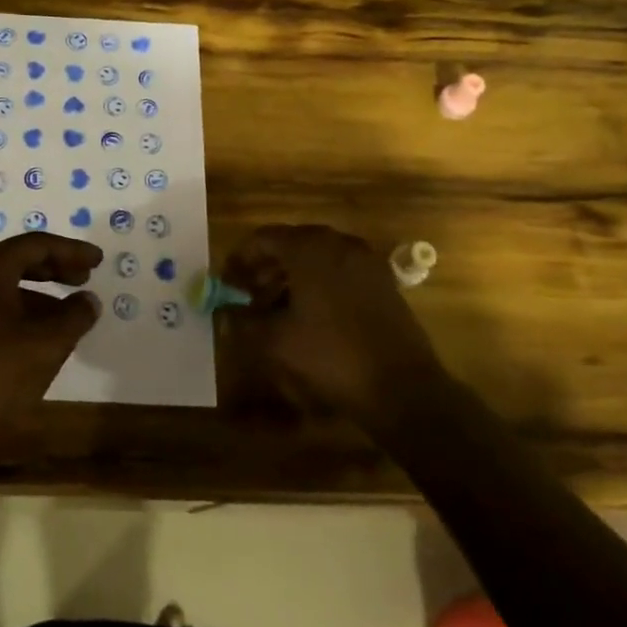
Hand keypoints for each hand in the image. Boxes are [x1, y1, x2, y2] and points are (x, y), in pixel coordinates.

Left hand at [0, 232, 101, 446]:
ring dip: (42, 295)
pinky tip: (43, 337)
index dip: (71, 251)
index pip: (36, 245)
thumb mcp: (46, 346)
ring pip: (7, 287)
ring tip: (71, 314)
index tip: (98, 261)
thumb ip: (74, 317)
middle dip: (56, 268)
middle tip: (86, 278)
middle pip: (19, 261)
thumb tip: (88, 301)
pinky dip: (24, 313)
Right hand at [222, 224, 444, 417]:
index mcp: (310, 248)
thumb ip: (243, 322)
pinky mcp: (382, 283)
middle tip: (247, 295)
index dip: (240, 259)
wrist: (404, 389)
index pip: (264, 238)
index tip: (227, 283)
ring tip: (273, 309)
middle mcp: (339, 244)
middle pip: (291, 245)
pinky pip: (339, 272)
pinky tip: (307, 316)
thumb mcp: (277, 342)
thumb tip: (222, 314)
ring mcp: (365, 262)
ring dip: (290, 278)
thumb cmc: (332, 356)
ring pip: (316, 258)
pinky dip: (317, 284)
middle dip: (264, 268)